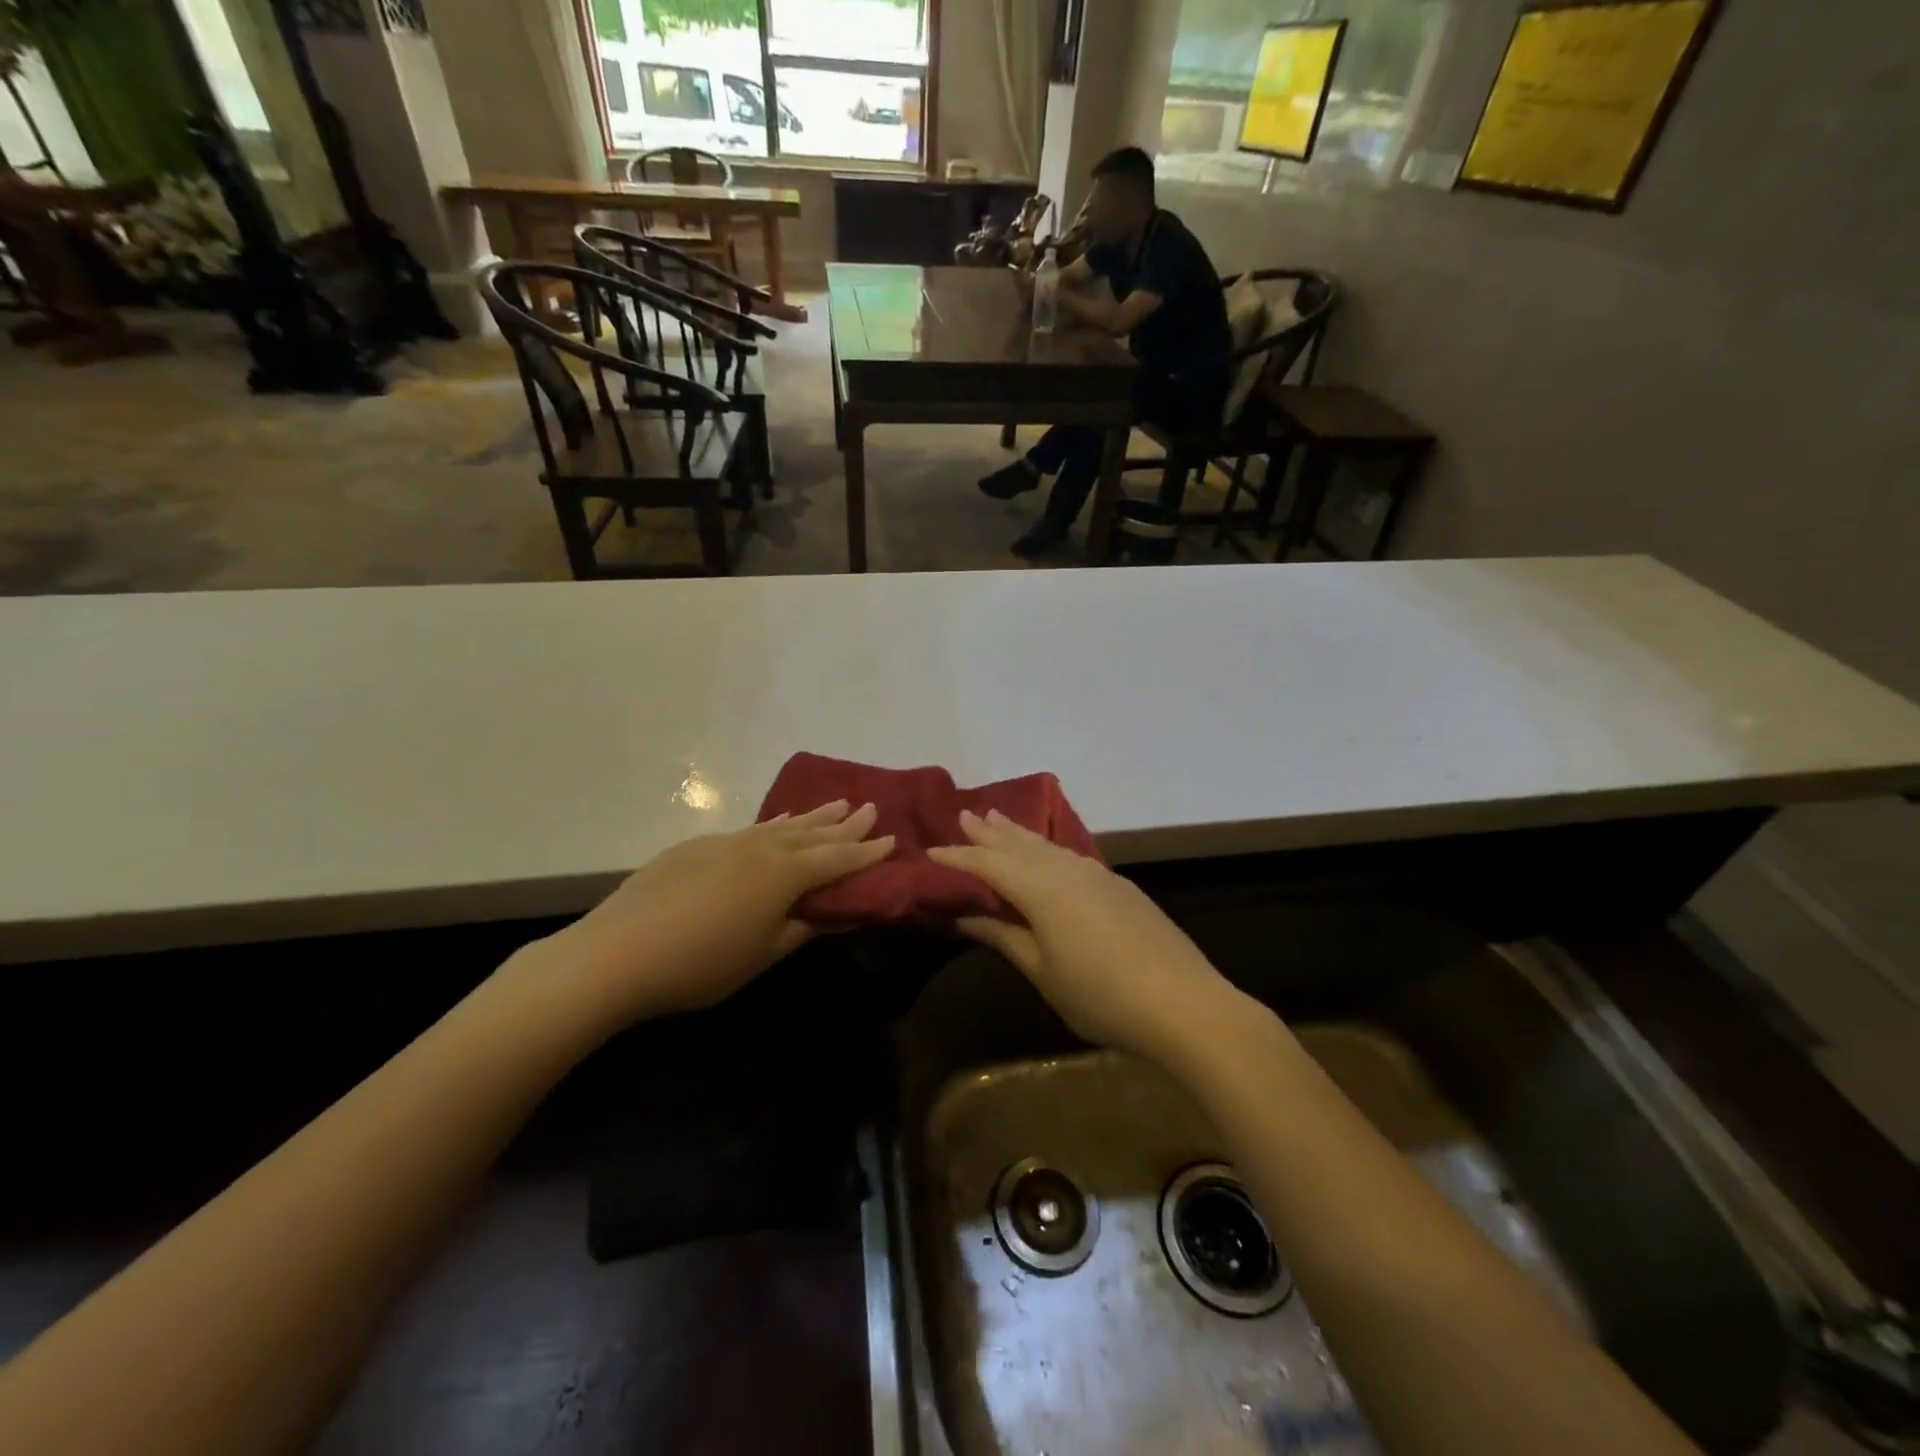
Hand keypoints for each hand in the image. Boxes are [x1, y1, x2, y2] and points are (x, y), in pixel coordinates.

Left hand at [525, 802, 893, 1028]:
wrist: (616, 953)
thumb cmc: (701, 964)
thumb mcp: (763, 954)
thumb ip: (803, 928)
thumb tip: (838, 914)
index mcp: (783, 875)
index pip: (837, 860)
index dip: (865, 852)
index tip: (891, 839)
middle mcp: (760, 848)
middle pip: (812, 834)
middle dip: (844, 824)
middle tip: (869, 808)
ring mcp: (726, 843)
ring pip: (781, 825)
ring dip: (812, 817)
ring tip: (835, 803)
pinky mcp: (697, 847)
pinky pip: (751, 829)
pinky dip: (776, 825)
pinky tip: (778, 824)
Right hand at [927, 810, 1241, 1062]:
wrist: (1183, 1003)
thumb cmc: (1100, 994)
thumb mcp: (1042, 971)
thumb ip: (1005, 938)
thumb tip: (967, 917)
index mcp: (1042, 888)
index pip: (989, 864)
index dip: (959, 857)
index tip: (933, 850)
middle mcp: (1068, 869)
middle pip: (1020, 844)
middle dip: (990, 832)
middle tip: (965, 814)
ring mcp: (1098, 874)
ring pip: (1048, 846)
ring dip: (1020, 834)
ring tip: (999, 818)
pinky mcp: (1120, 887)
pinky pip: (1071, 856)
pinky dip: (1048, 849)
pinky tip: (1048, 853)